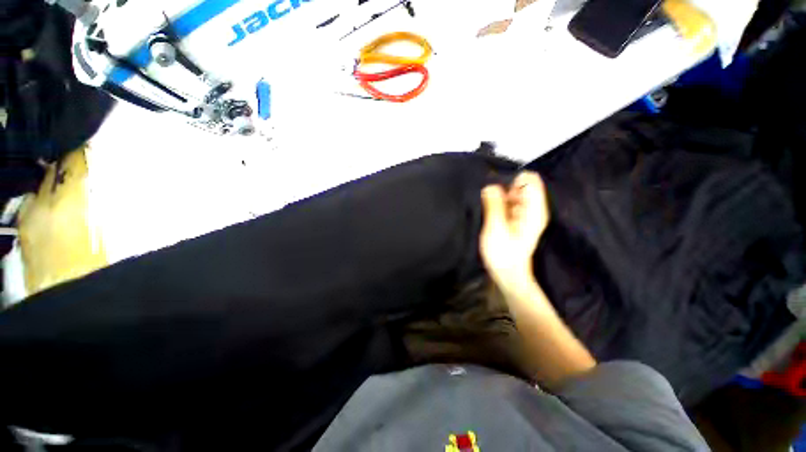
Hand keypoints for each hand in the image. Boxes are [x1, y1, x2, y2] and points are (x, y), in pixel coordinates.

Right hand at [480, 172, 548, 292]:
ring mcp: (525, 214)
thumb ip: (494, 205)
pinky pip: (508, 203)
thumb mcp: (495, 228)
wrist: (508, 274)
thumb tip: (490, 186)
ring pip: (512, 194)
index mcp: (533, 209)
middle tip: (490, 204)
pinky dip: (499, 204)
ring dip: (499, 197)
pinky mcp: (516, 220)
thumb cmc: (503, 254)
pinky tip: (491, 214)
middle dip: (503, 188)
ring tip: (489, 211)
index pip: (529, 179)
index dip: (511, 179)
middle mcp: (532, 209)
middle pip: (520, 185)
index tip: (497, 190)